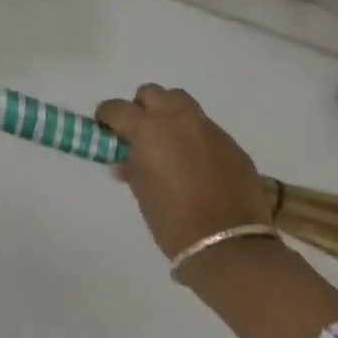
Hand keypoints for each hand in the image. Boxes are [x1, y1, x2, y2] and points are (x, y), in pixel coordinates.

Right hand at [95, 85, 275, 260]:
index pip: (117, 108)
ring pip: (182, 103)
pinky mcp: (231, 144)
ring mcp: (209, 128)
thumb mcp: (141, 191)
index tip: (105, 129)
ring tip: (168, 143)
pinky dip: (194, 137)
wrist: (228, 244)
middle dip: (141, 108)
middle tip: (139, 133)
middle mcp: (178, 119)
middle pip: (153, 93)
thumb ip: (132, 166)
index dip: (107, 116)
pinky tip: (196, 163)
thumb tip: (127, 159)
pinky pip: (206, 128)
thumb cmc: (172, 220)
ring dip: (169, 115)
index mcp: (148, 128)